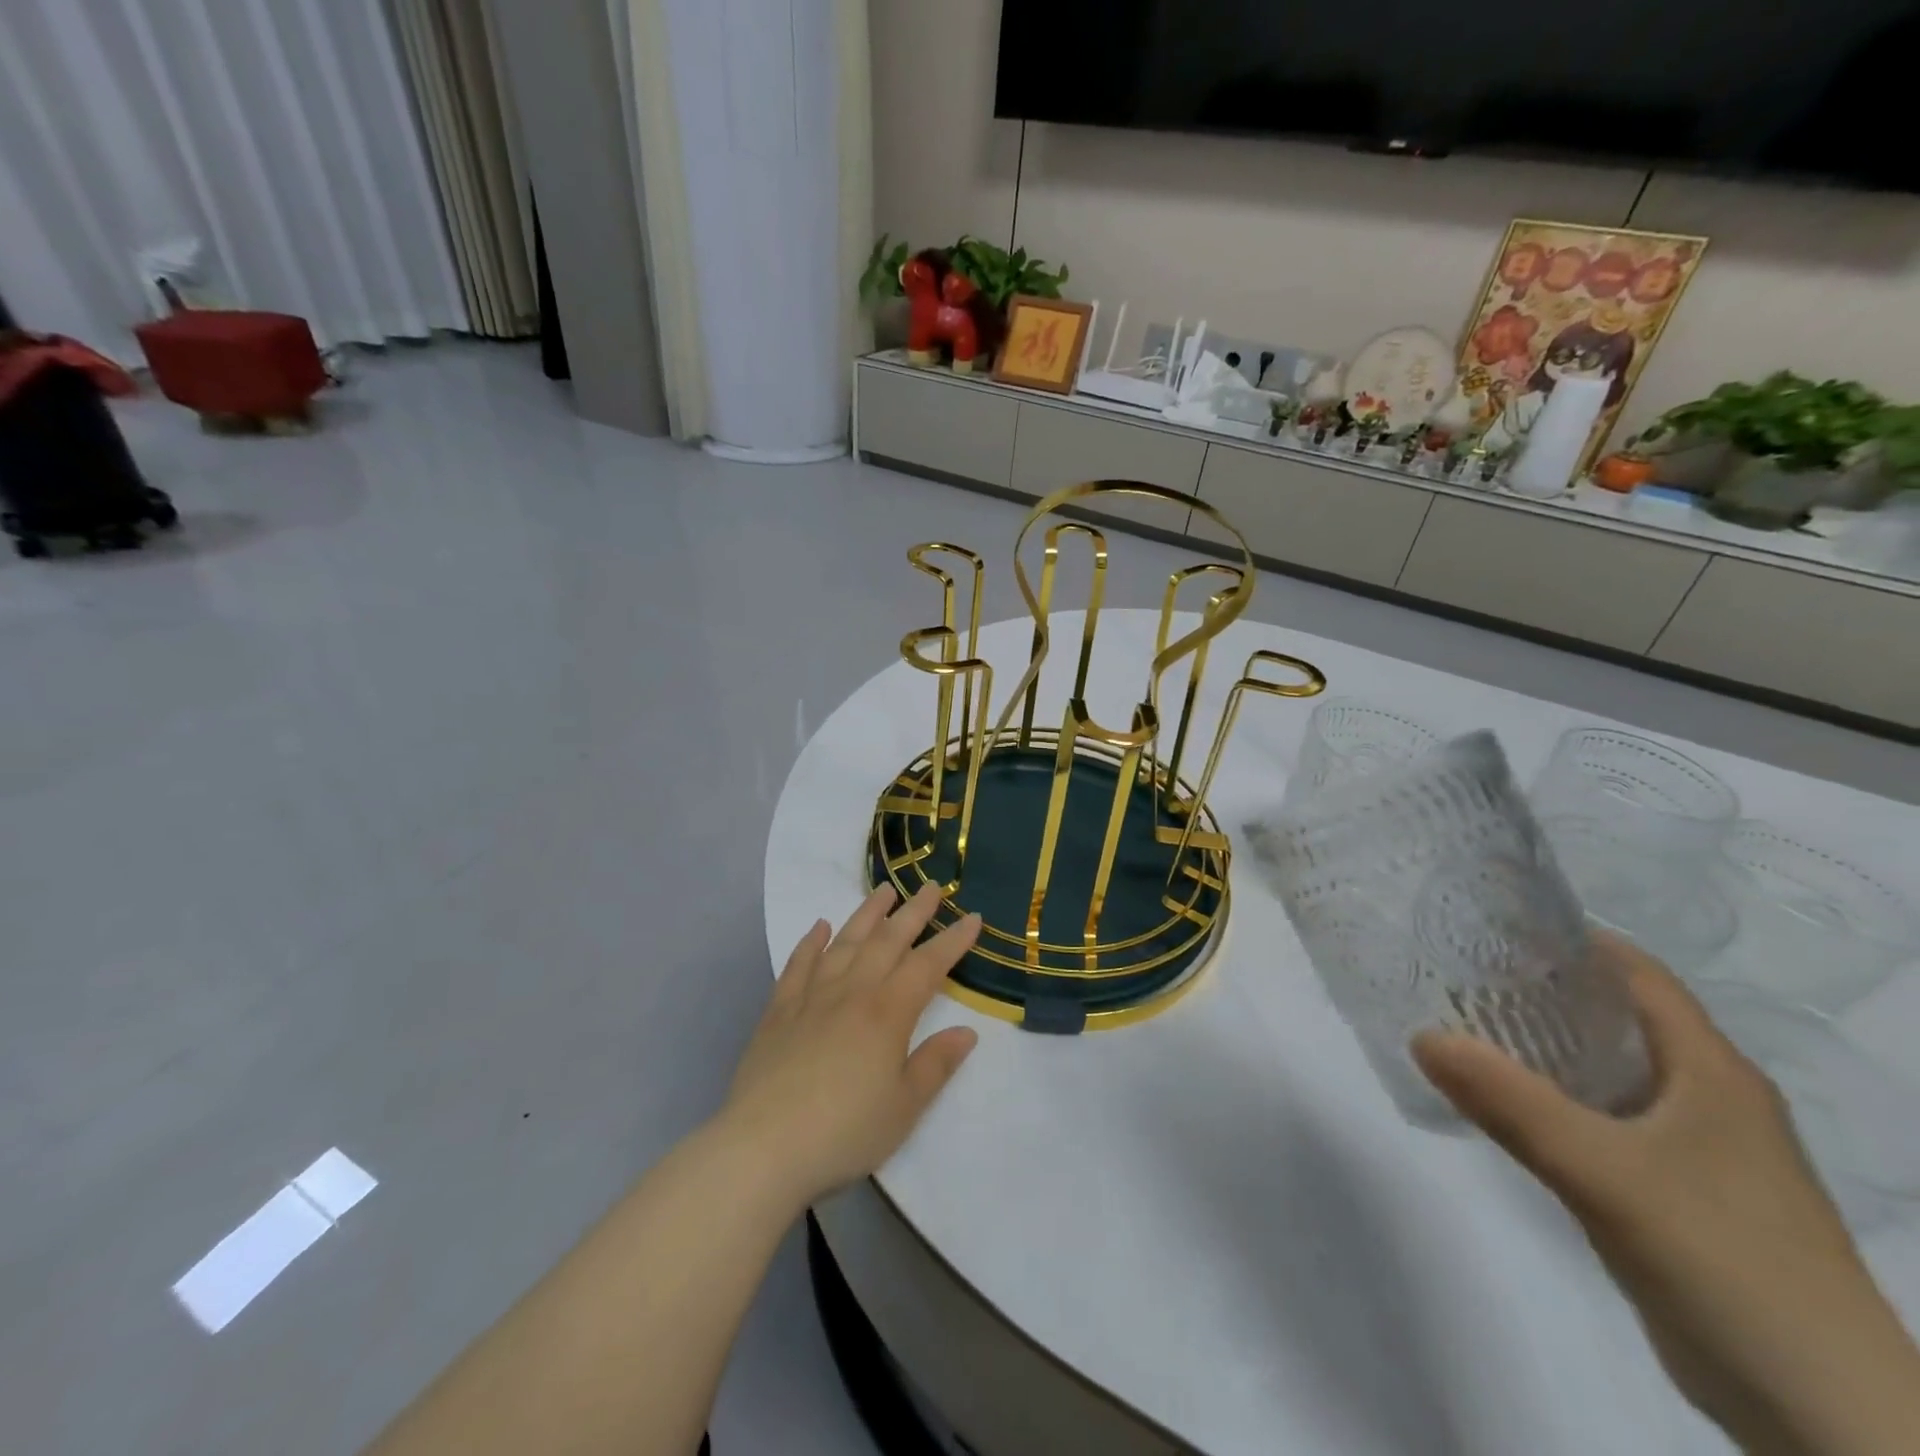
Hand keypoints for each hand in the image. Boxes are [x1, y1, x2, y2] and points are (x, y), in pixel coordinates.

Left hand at [719, 884, 981, 1211]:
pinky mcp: (778, 1011)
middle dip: (914, 912)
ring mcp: (811, 997)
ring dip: (867, 914)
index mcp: (887, 1013)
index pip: (928, 966)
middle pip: (888, 941)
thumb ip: (935, 1064)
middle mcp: (852, 992)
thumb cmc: (844, 1132)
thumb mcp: (904, 1107)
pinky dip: (811, 942)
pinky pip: (798, 965)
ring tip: (884, 891)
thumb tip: (967, 1031)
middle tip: (931, 886)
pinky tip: (820, 927)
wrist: (763, 1147)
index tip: (973, 916)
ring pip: (845, 943)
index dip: (953, 940)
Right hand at [1414, 936, 1919, 1455]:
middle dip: (1544, 991)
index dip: (1572, 941)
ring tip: (1470, 1028)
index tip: (1493, 927)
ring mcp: (1700, 1150)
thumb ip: (1508, 1101)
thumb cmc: (1724, 1258)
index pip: (1639, 974)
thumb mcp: (1602, 1171)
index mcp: (1712, 1071)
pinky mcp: (1681, 1194)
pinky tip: (1510, 1105)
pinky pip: (1607, 1120)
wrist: (1824, 1415)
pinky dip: (1558, 1099)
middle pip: (1620, 1019)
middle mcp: (1711, 1098)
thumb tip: (1421, 1036)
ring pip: (1610, 1072)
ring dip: (1546, 1048)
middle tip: (1462, 974)